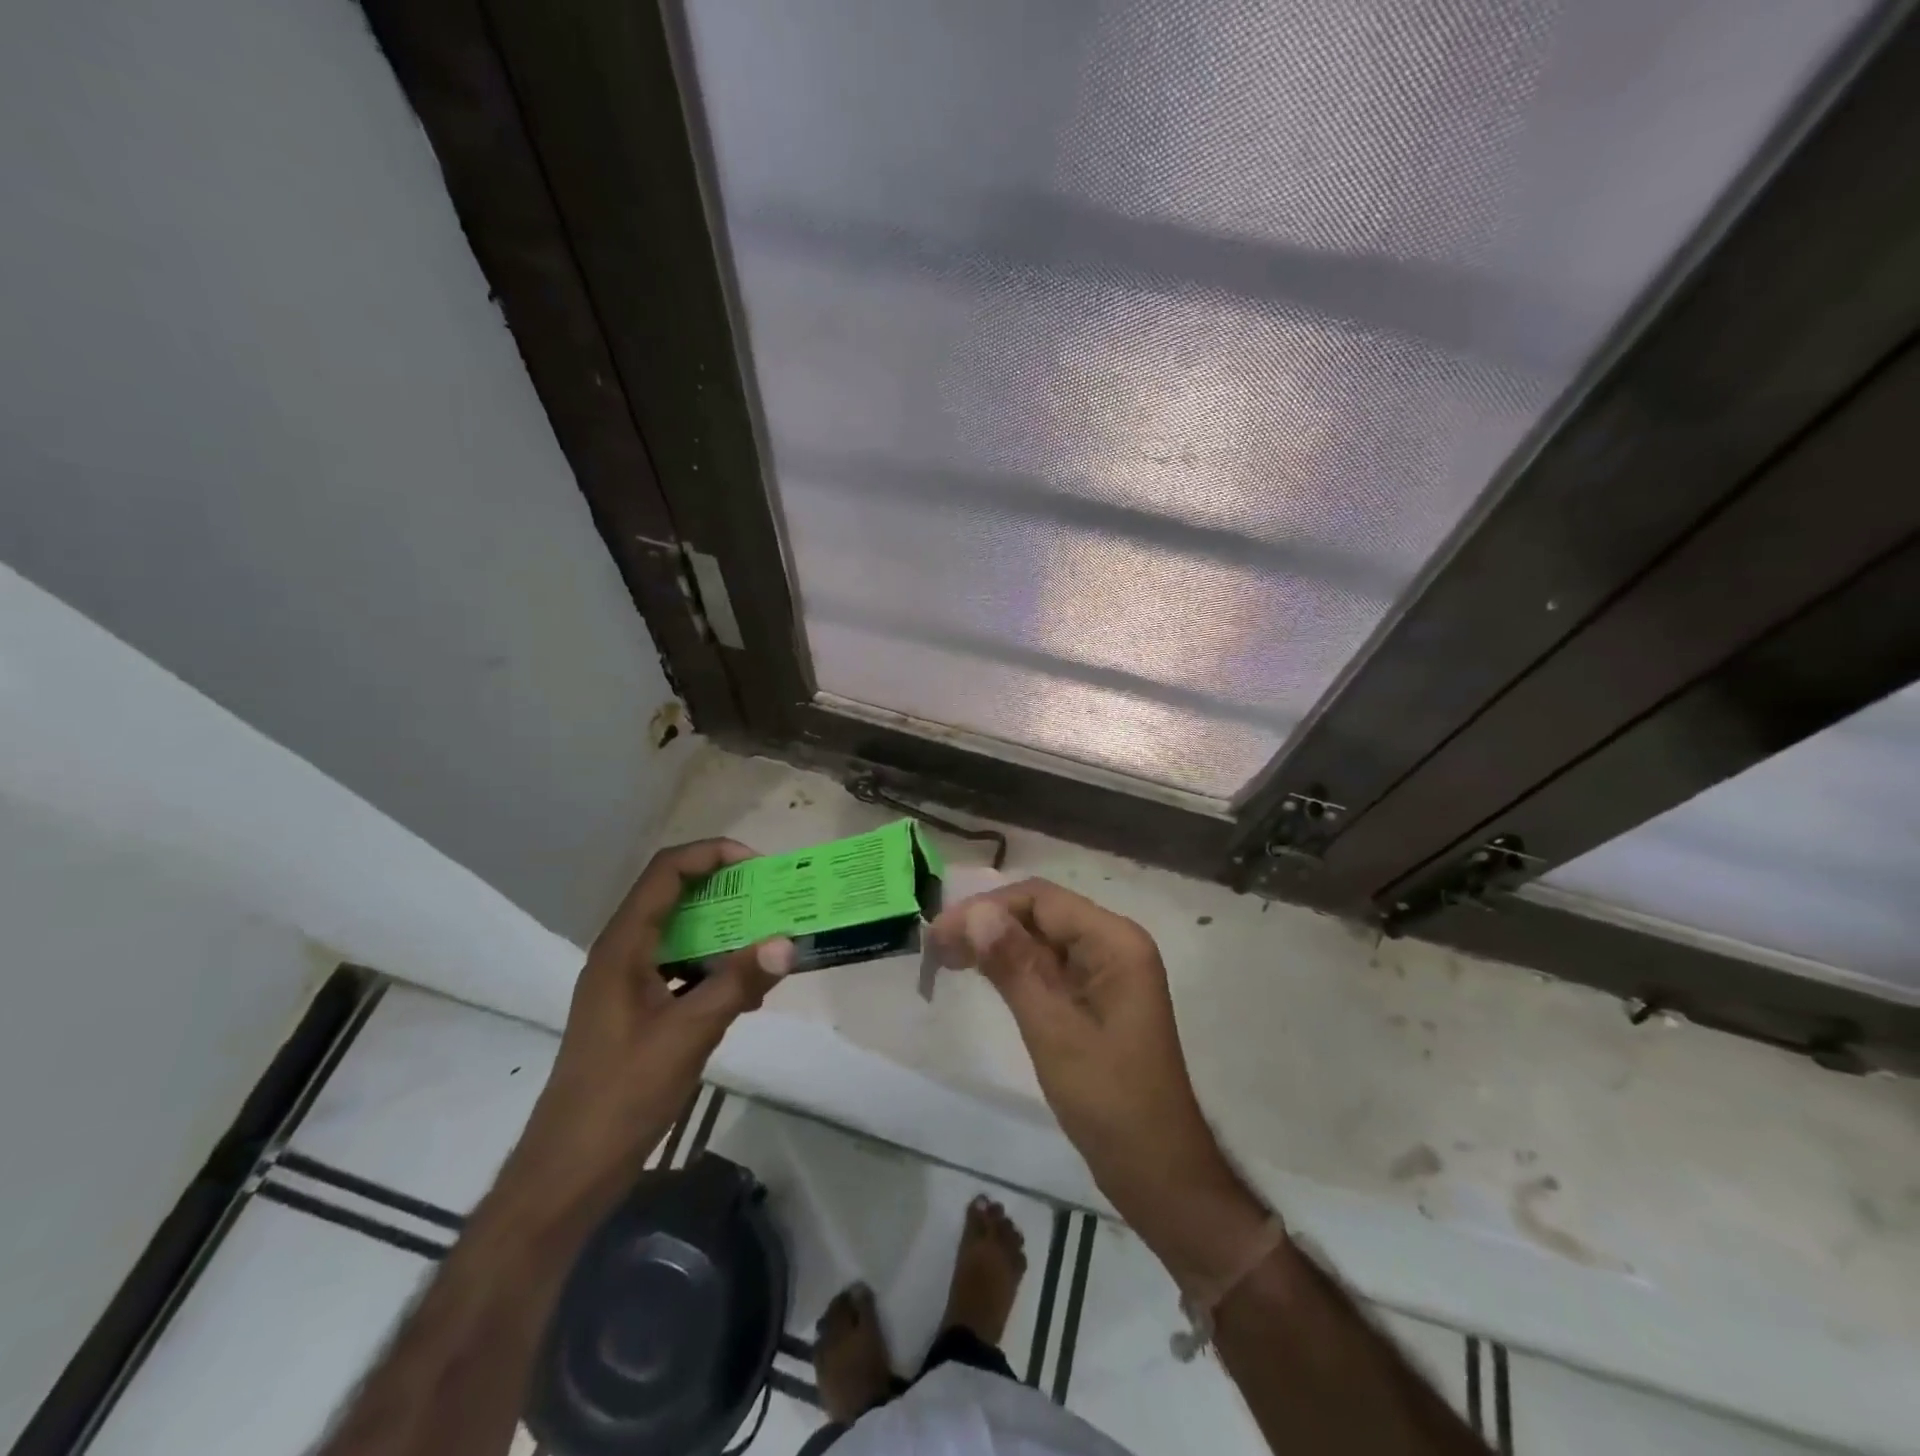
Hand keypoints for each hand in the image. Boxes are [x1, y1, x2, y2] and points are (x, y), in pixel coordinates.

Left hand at [508, 839, 793, 1213]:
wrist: (569, 1171)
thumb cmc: (621, 1095)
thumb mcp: (687, 1035)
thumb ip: (737, 984)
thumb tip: (788, 941)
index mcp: (623, 946)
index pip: (666, 872)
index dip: (711, 854)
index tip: (757, 866)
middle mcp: (622, 953)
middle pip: (675, 896)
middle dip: (726, 889)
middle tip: (772, 898)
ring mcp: (628, 983)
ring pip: (680, 934)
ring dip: (723, 929)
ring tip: (769, 937)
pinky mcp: (638, 1010)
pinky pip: (681, 968)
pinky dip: (714, 966)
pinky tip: (748, 988)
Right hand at [927, 879, 1231, 1210]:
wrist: (1157, 1172)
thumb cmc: (1110, 1101)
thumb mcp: (1054, 1031)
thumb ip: (1015, 966)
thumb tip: (975, 911)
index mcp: (1115, 942)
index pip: (1041, 900)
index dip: (986, 907)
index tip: (939, 934)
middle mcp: (1113, 945)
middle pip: (1041, 914)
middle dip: (988, 923)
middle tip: (935, 948)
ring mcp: (1106, 972)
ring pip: (1041, 938)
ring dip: (996, 943)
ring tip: (947, 958)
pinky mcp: (1095, 997)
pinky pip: (1049, 966)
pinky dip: (1014, 966)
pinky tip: (982, 974)